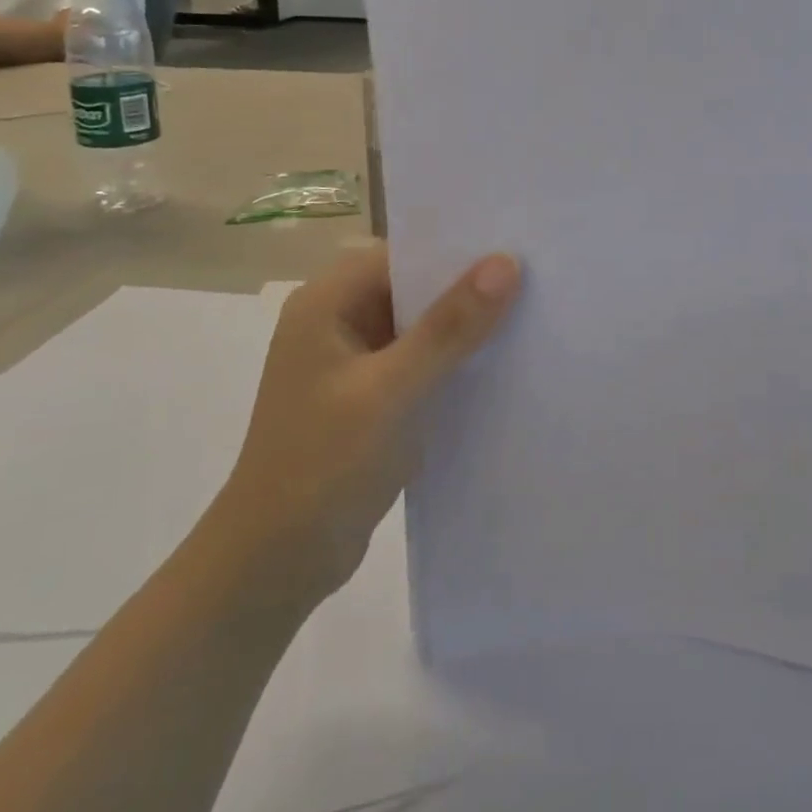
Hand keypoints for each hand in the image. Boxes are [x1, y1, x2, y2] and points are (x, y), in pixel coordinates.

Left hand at [213, 242, 520, 608]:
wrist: (275, 565)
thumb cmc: (323, 466)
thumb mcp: (392, 391)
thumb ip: (450, 327)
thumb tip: (506, 263)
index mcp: (327, 303)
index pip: (402, 253)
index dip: (457, 248)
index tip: (516, 246)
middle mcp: (338, 321)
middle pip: (414, 285)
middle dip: (468, 285)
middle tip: (536, 277)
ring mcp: (354, 361)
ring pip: (421, 324)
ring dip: (465, 324)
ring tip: (531, 312)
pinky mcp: (370, 396)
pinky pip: (421, 360)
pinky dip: (454, 359)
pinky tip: (500, 361)